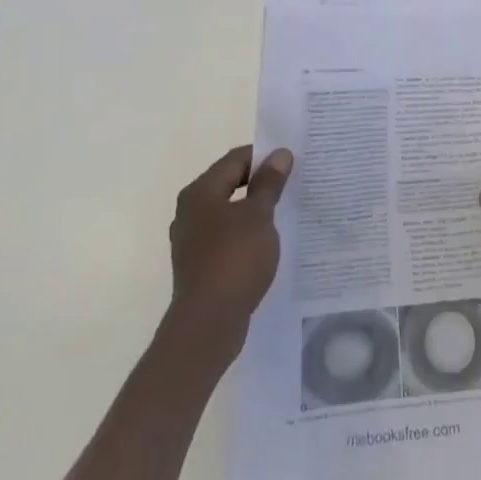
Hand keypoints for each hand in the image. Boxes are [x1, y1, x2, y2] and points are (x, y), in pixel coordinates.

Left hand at [166, 145, 293, 362]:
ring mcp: (191, 241)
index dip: (264, 157)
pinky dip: (245, 234)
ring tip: (283, 214)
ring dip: (253, 210)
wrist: (207, 325)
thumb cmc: (234, 259)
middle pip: (229, 183)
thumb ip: (269, 183)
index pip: (235, 159)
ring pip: (227, 212)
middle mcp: (189, 211)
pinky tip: (265, 245)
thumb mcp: (259, 215)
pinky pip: (225, 238)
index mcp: (200, 192)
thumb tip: (279, 154)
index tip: (291, 162)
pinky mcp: (198, 266)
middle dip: (259, 183)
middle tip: (291, 184)